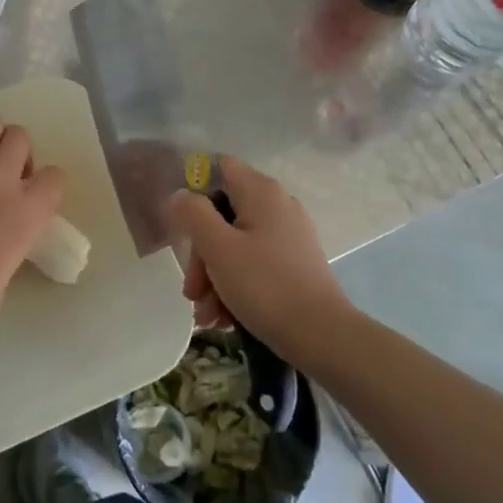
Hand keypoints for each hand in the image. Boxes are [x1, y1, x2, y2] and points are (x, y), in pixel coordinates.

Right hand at [163, 155, 353, 361]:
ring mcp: (288, 235)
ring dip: (214, 277)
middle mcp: (277, 205)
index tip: (179, 222)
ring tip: (207, 315)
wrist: (322, 336)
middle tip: (192, 291)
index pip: (220, 166)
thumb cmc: (265, 286)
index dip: (194, 187)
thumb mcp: (218, 248)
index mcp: (261, 192)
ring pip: (235, 244)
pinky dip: (235, 285)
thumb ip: (193, 214)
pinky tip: (224, 317)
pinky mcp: (294, 263)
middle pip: (223, 213)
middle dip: (201, 253)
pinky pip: (254, 263)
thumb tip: (180, 195)